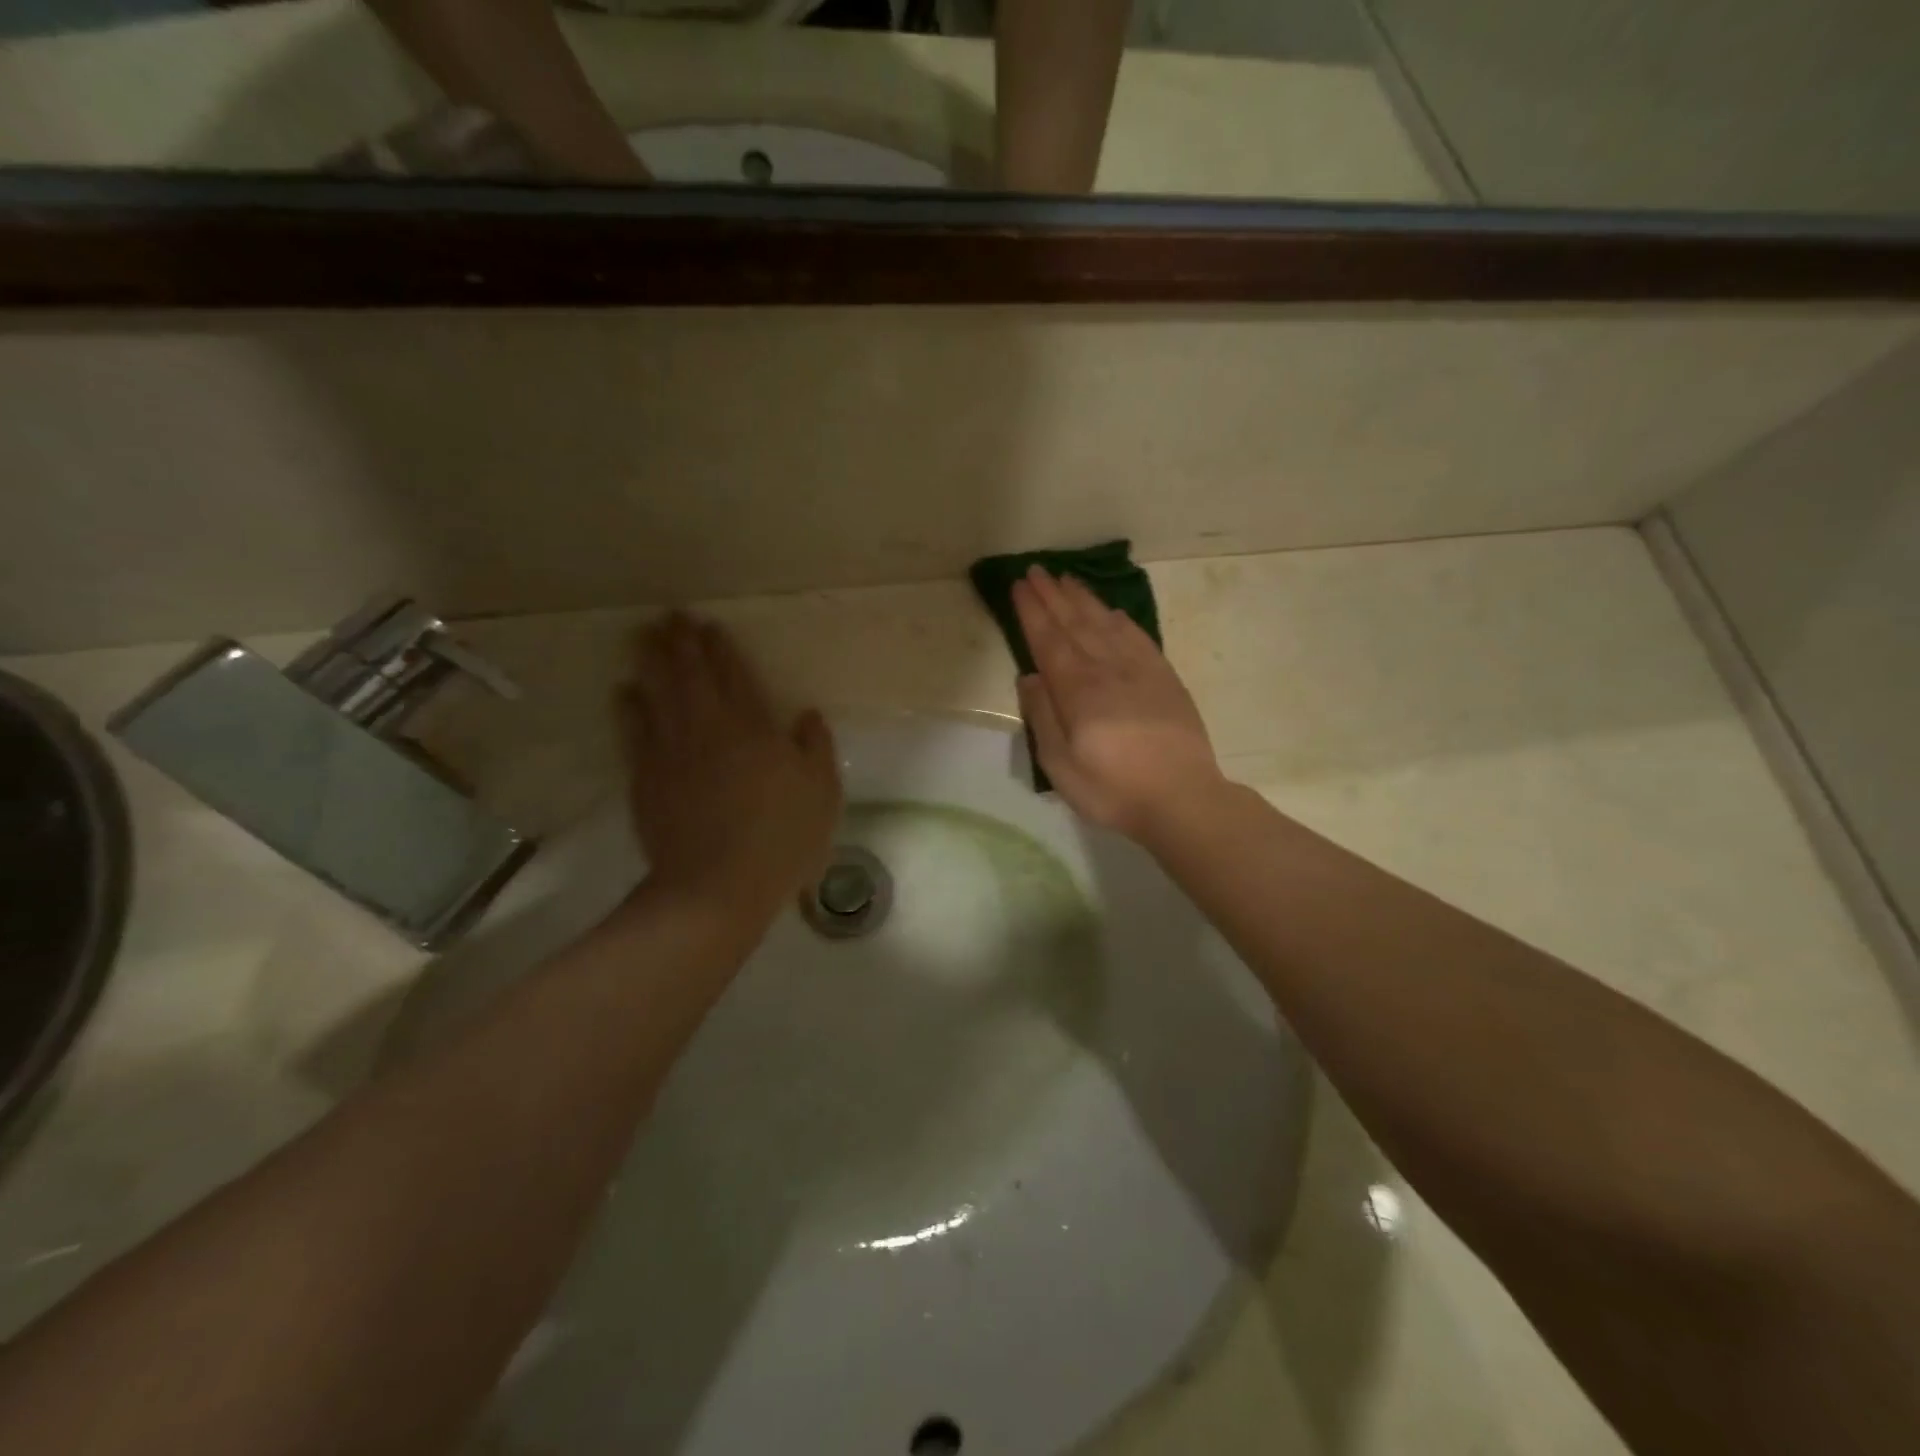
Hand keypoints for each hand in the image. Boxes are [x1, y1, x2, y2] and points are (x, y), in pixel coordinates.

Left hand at [618, 614, 841, 913]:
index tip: (710, 626)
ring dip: (652, 661)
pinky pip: (634, 730)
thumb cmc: (781, 839)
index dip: (722, 649)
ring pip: (659, 693)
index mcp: (754, 728)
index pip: (735, 676)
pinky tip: (624, 691)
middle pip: (692, 675)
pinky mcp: (647, 777)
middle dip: (682, 643)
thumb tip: (807, 714)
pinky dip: (629, 706)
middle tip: (672, 616)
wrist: (716, 886)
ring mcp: (672, 751)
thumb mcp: (822, 794)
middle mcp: (710, 728)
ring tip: (645, 636)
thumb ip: (816, 748)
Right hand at [1012, 567, 1226, 840]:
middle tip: (1037, 570)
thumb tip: (1029, 676)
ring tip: (1068, 579)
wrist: (1182, 798)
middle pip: (1076, 623)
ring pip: (1106, 623)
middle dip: (1053, 595)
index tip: (1020, 585)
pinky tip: (1112, 611)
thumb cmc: (1113, 789)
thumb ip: (1042, 717)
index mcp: (1078, 690)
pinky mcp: (1165, 678)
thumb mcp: (1061, 765)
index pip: (1049, 639)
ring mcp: (1140, 670)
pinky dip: (1121, 620)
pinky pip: (1138, 637)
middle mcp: (1107, 669)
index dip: (1032, 611)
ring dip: (1084, 599)